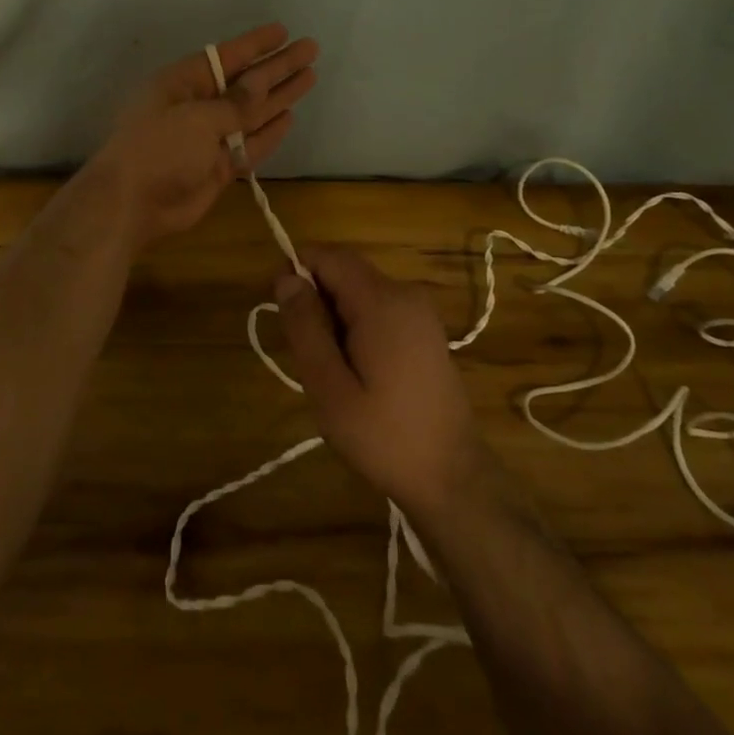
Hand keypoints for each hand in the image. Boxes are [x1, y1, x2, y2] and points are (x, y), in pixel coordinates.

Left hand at [93, 22, 317, 248]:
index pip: (226, 57)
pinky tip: (289, 117)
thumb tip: (261, 83)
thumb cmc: (158, 149)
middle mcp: (197, 106)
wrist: (132, 205)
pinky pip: (249, 145)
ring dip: (279, 97)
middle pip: (245, 83)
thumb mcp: (197, 118)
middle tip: (311, 49)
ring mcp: (208, 139)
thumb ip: (235, 103)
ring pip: (251, 113)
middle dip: (277, 67)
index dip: (256, 45)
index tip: (284, 31)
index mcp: (182, 84)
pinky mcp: (217, 167)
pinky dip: (269, 133)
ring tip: (310, 76)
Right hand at [273, 244, 490, 523]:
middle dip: (315, 300)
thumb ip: (305, 326)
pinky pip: (379, 311)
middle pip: (345, 272)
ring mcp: (420, 313)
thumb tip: (286, 278)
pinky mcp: (425, 332)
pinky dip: (356, 328)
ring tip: (330, 371)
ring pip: (359, 293)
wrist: (453, 478)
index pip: (329, 256)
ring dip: (334, 317)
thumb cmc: (384, 436)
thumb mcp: (329, 386)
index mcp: (382, 301)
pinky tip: (356, 373)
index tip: (280, 310)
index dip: (296, 270)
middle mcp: (405, 294)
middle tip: (305, 355)